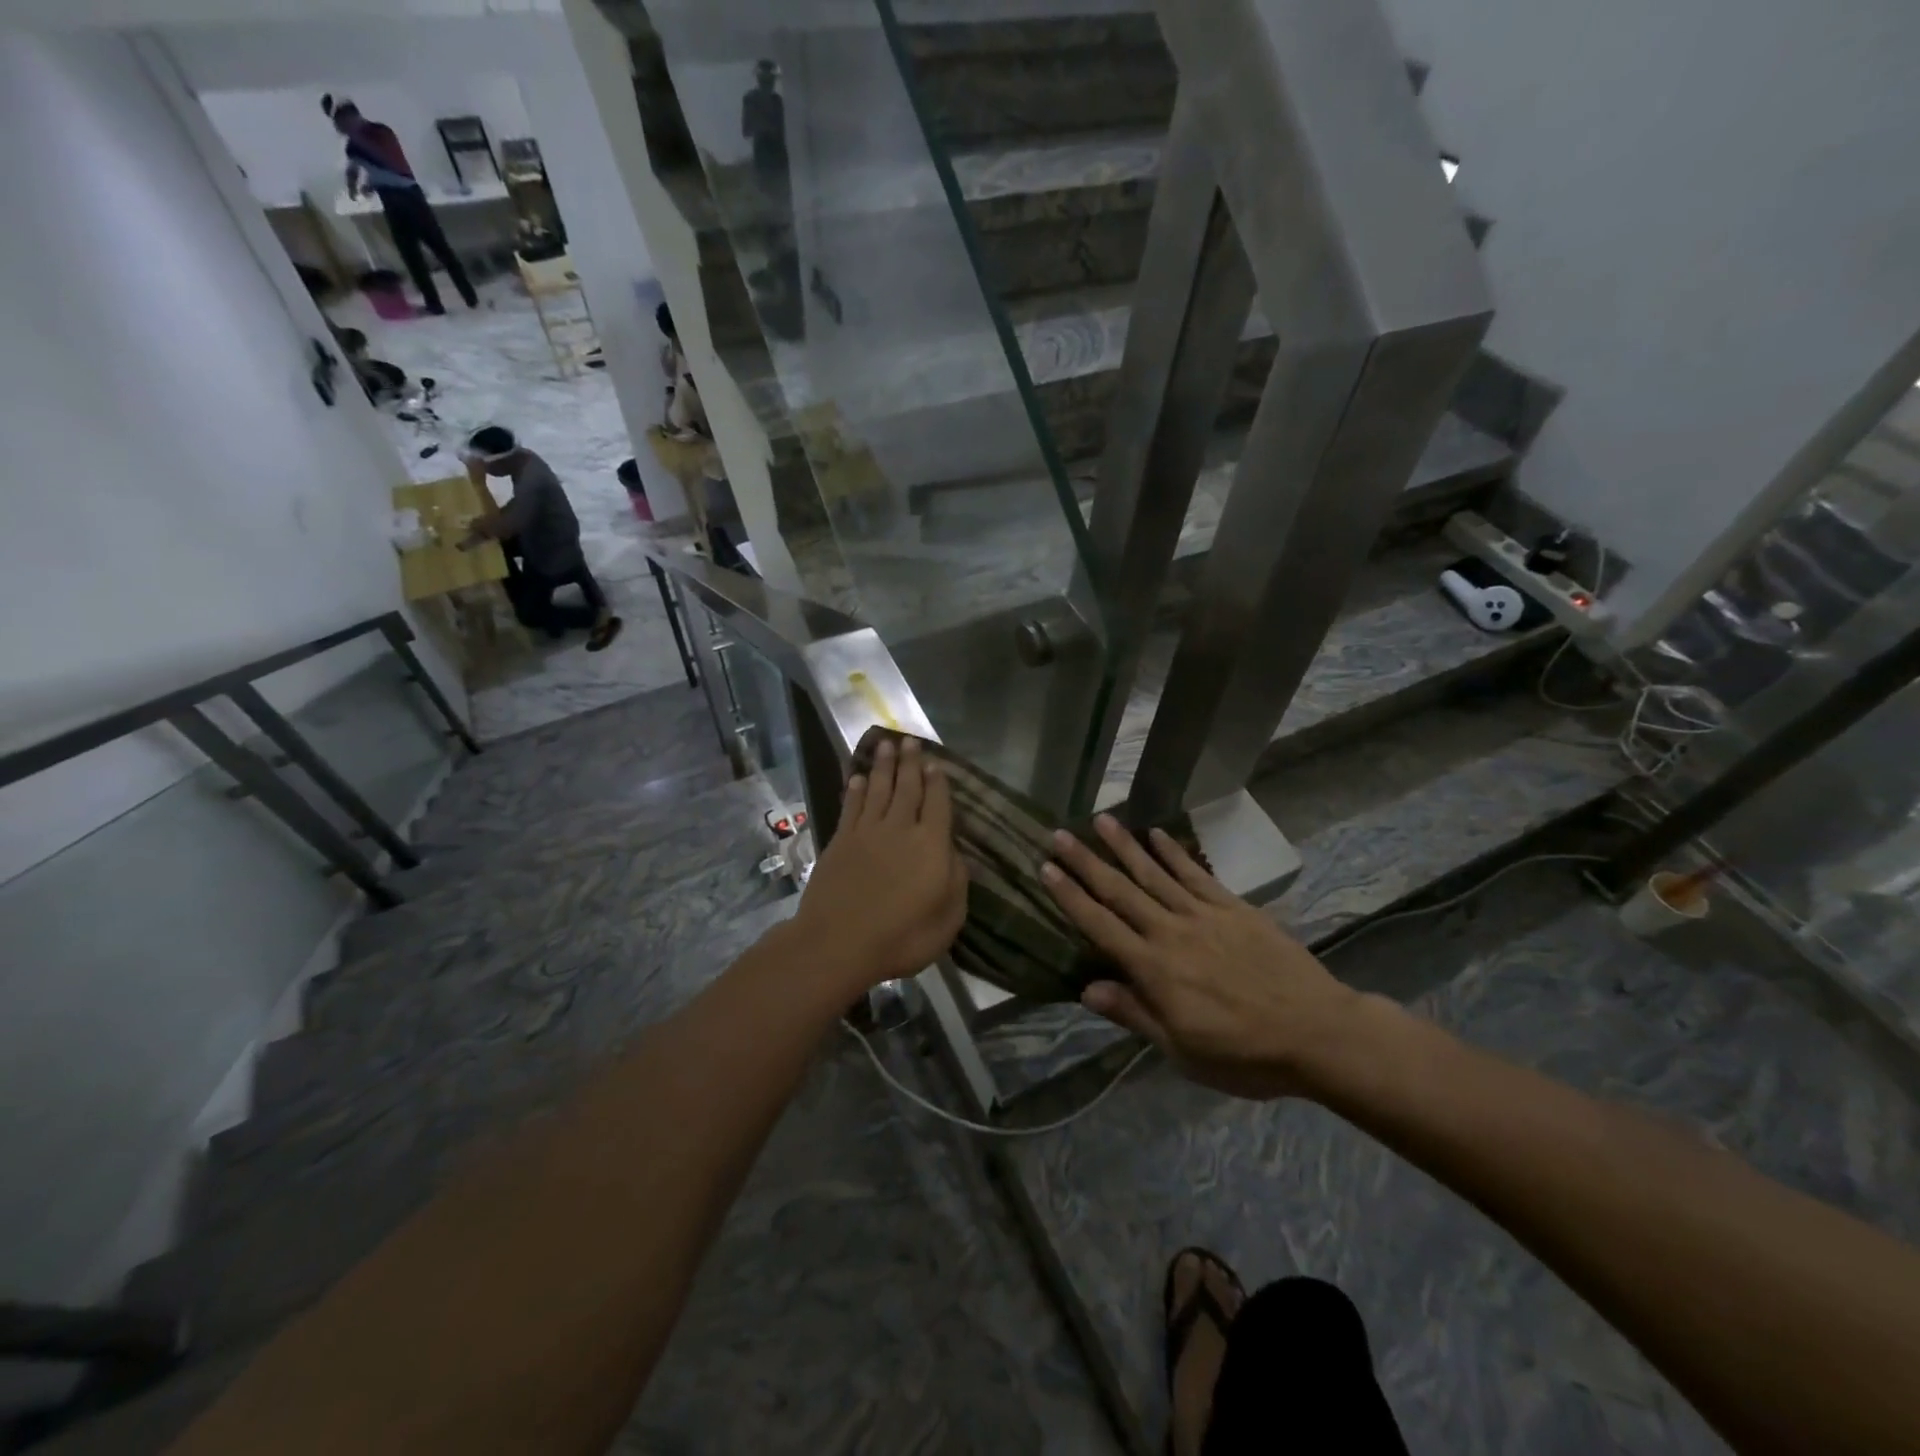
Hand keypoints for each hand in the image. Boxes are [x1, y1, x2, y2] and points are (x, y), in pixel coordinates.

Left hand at [792, 737, 966, 995]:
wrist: (838, 944)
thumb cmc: (901, 937)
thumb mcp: (948, 919)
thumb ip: (957, 882)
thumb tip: (955, 853)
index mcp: (931, 845)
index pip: (938, 804)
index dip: (938, 782)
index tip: (936, 763)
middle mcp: (900, 829)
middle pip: (907, 788)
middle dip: (910, 763)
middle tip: (910, 741)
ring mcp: (867, 833)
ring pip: (878, 790)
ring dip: (883, 767)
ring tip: (886, 745)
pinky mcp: (841, 841)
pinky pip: (851, 807)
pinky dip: (856, 790)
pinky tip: (858, 778)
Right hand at [1042, 815, 1360, 1099]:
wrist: (1318, 1033)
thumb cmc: (1245, 1053)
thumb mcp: (1182, 1051)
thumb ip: (1134, 1014)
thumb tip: (1086, 989)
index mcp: (1154, 970)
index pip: (1100, 925)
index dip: (1070, 897)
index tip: (1046, 868)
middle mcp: (1171, 932)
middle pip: (1120, 891)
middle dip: (1087, 862)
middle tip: (1059, 834)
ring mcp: (1203, 915)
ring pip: (1154, 873)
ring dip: (1125, 845)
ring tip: (1101, 819)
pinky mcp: (1233, 907)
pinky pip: (1195, 874)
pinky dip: (1174, 853)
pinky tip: (1157, 834)